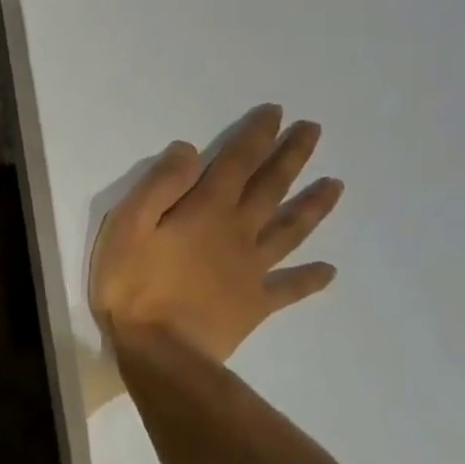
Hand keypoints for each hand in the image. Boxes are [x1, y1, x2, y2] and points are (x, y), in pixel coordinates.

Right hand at [90, 104, 343, 362]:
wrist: (160, 351)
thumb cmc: (134, 285)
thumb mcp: (128, 225)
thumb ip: (159, 186)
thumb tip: (189, 150)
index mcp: (207, 210)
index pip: (237, 163)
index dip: (257, 135)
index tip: (277, 112)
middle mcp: (238, 232)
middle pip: (271, 188)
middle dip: (292, 157)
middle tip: (314, 131)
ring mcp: (252, 269)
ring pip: (290, 230)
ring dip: (313, 206)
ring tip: (336, 185)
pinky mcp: (255, 304)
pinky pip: (289, 288)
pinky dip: (310, 278)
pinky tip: (329, 270)